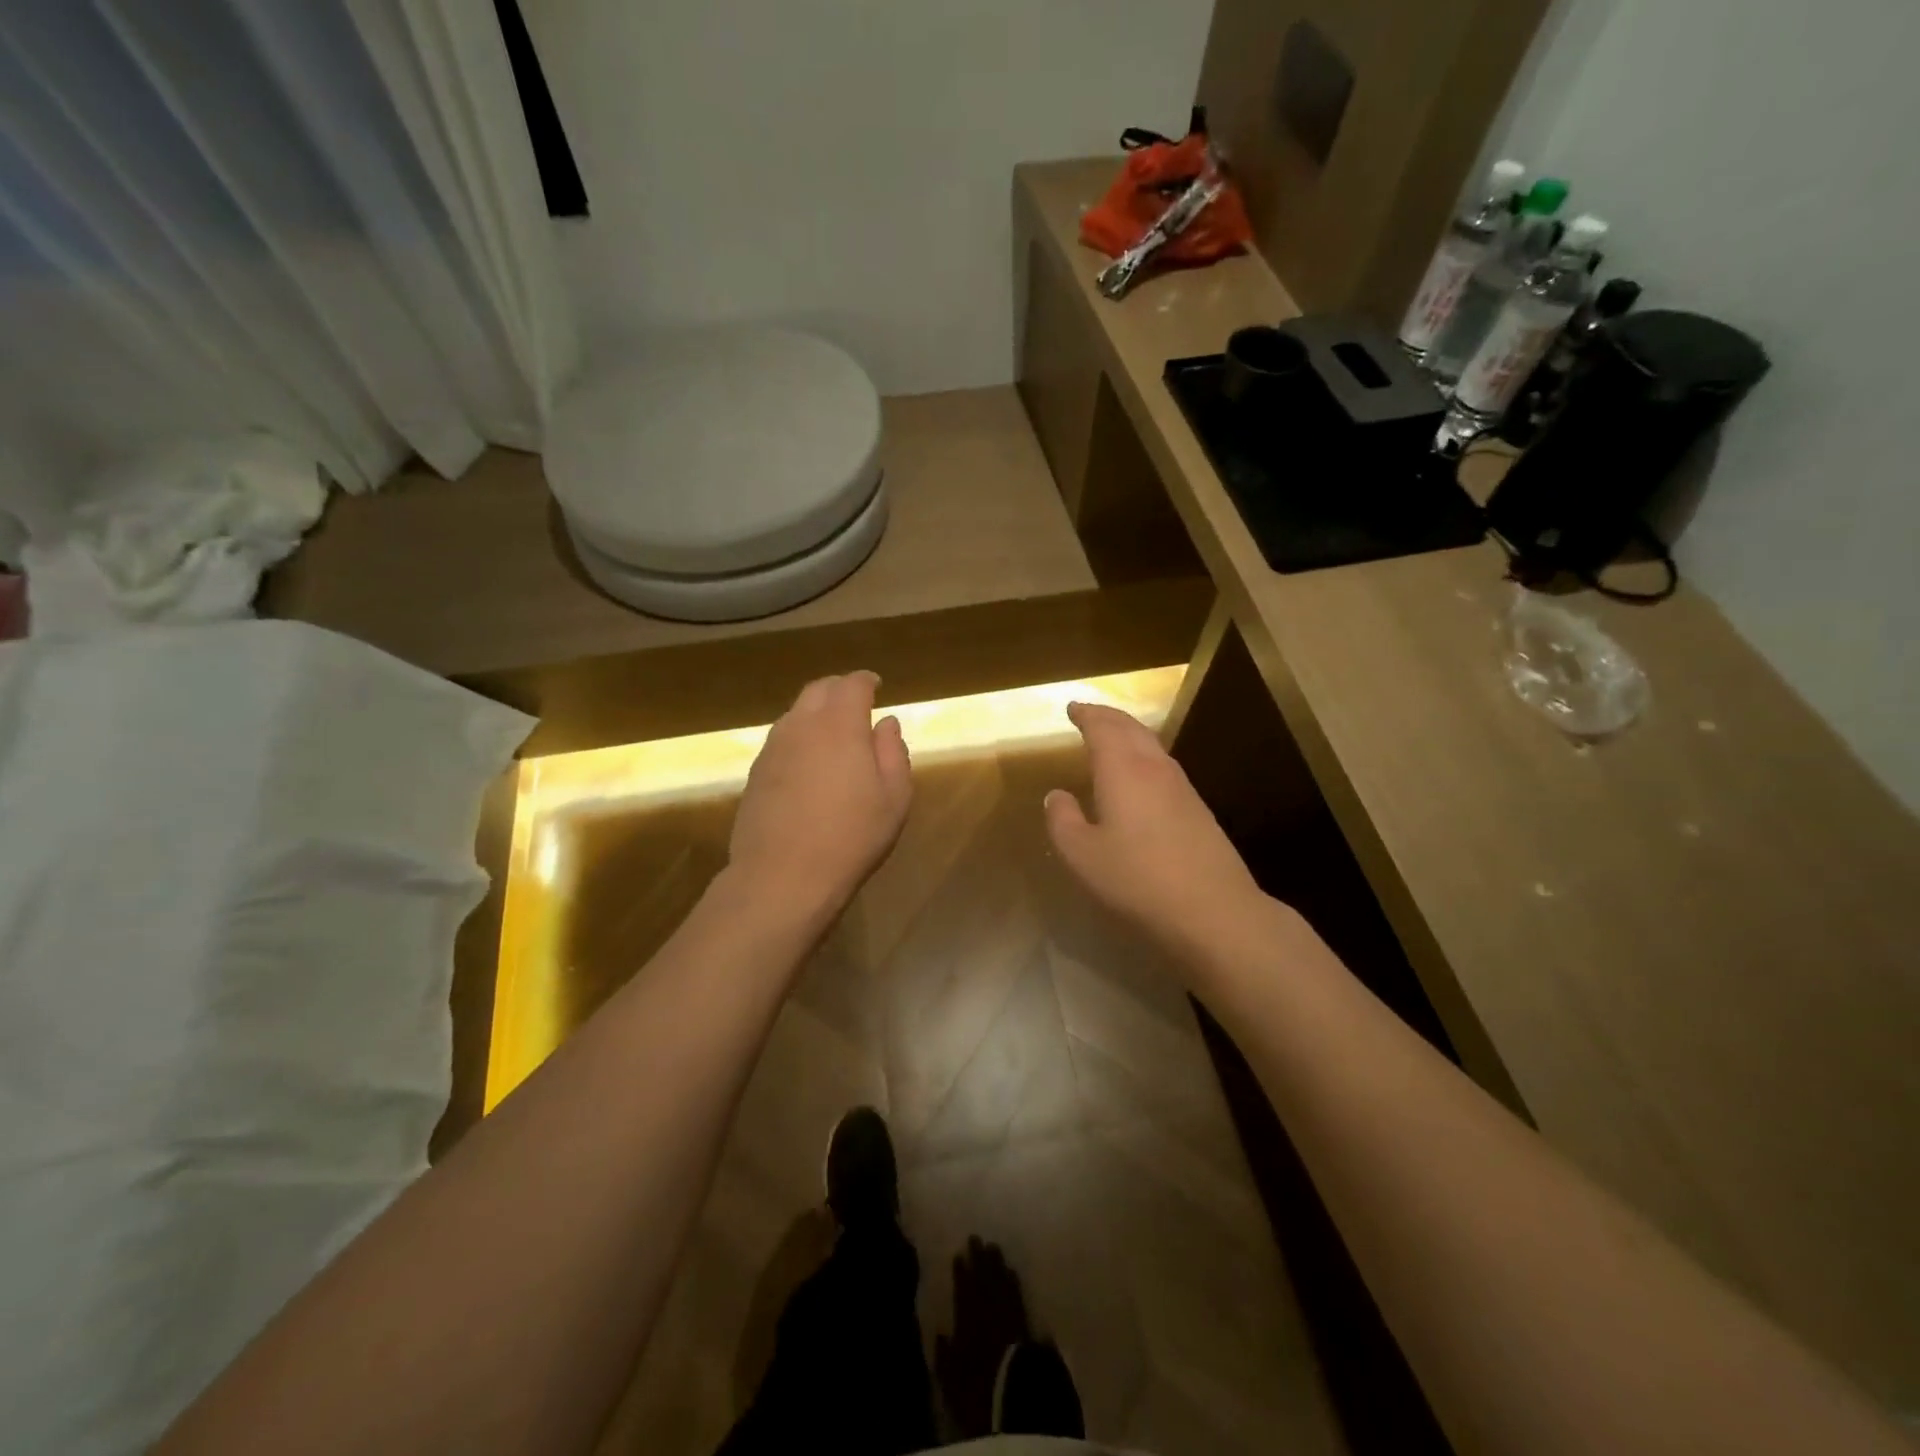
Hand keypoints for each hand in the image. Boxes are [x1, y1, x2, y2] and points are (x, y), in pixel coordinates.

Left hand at [729, 671, 911, 920]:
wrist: (782, 876)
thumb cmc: (851, 837)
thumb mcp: (894, 798)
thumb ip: (893, 753)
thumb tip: (886, 724)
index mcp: (840, 725)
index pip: (851, 685)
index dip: (866, 681)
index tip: (875, 686)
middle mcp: (802, 725)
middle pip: (818, 690)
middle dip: (839, 690)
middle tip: (855, 704)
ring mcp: (773, 748)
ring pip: (795, 713)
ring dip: (816, 713)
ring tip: (833, 733)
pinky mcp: (755, 772)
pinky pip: (781, 739)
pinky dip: (799, 737)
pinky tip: (809, 762)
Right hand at [1044, 702, 1269, 966]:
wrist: (1214, 911)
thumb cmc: (1138, 880)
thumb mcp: (1082, 855)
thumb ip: (1063, 821)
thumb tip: (1057, 795)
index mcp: (1123, 770)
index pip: (1103, 728)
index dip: (1086, 715)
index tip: (1072, 707)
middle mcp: (1155, 768)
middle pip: (1131, 729)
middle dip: (1108, 717)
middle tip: (1090, 714)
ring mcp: (1182, 788)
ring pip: (1152, 746)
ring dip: (1129, 735)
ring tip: (1112, 739)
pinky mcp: (1198, 811)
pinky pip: (1164, 768)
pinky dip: (1144, 758)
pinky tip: (1140, 779)